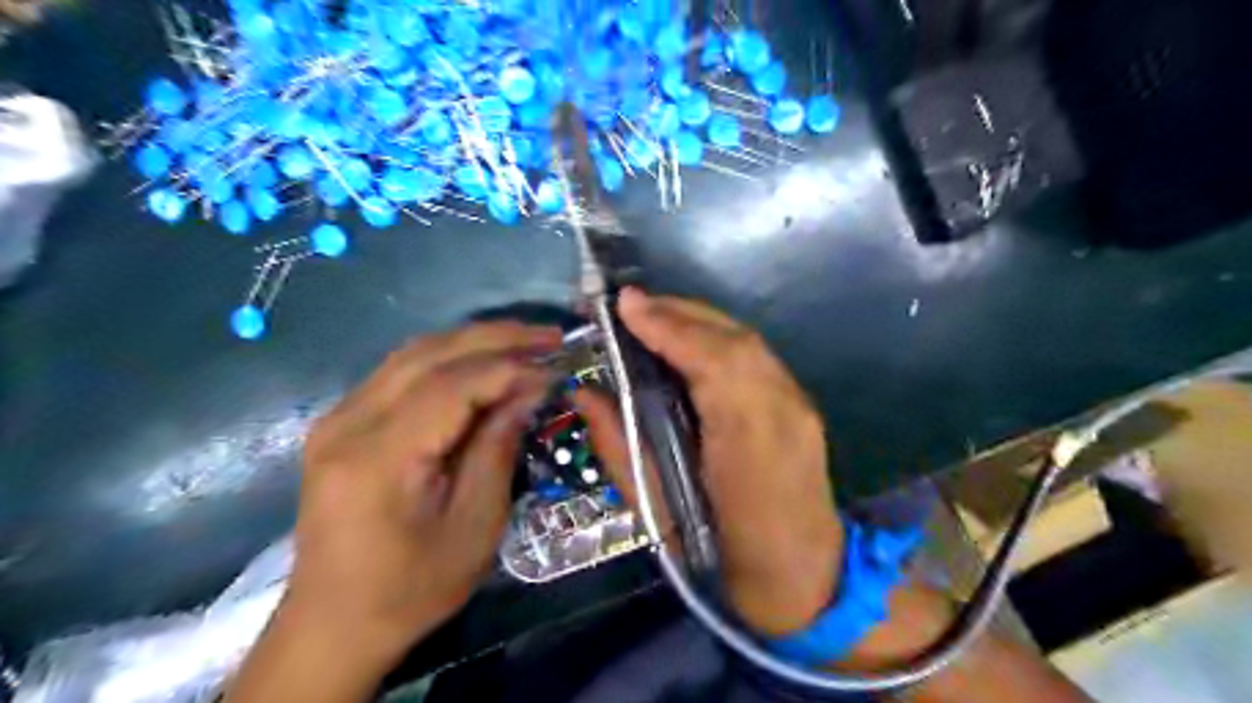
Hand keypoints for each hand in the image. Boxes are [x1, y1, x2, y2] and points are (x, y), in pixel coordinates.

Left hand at [285, 321, 558, 666]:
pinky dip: (448, 359)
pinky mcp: (341, 423)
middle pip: (429, 354)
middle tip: (549, 336)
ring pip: (413, 354)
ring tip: (524, 341)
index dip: (511, 369)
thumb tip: (528, 390)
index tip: (557, 366)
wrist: (334, 623)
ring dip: (473, 341)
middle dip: (496, 338)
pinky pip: (399, 372)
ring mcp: (337, 419)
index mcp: (379, 457)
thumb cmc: (412, 587)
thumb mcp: (474, 526)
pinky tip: (481, 362)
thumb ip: (498, 448)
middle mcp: (348, 423)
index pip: (452, 385)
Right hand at [581, 287, 845, 638]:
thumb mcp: (657, 511)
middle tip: (631, 305)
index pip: (711, 363)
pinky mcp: (802, 407)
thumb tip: (584, 392)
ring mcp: (799, 407)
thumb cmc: (721, 559)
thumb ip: (619, 445)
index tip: (626, 304)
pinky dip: (719, 340)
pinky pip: (756, 358)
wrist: (801, 582)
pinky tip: (691, 343)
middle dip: (680, 313)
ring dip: (698, 322)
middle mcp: (783, 413)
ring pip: (747, 343)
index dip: (669, 327)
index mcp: (748, 446)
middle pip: (734, 341)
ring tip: (654, 317)